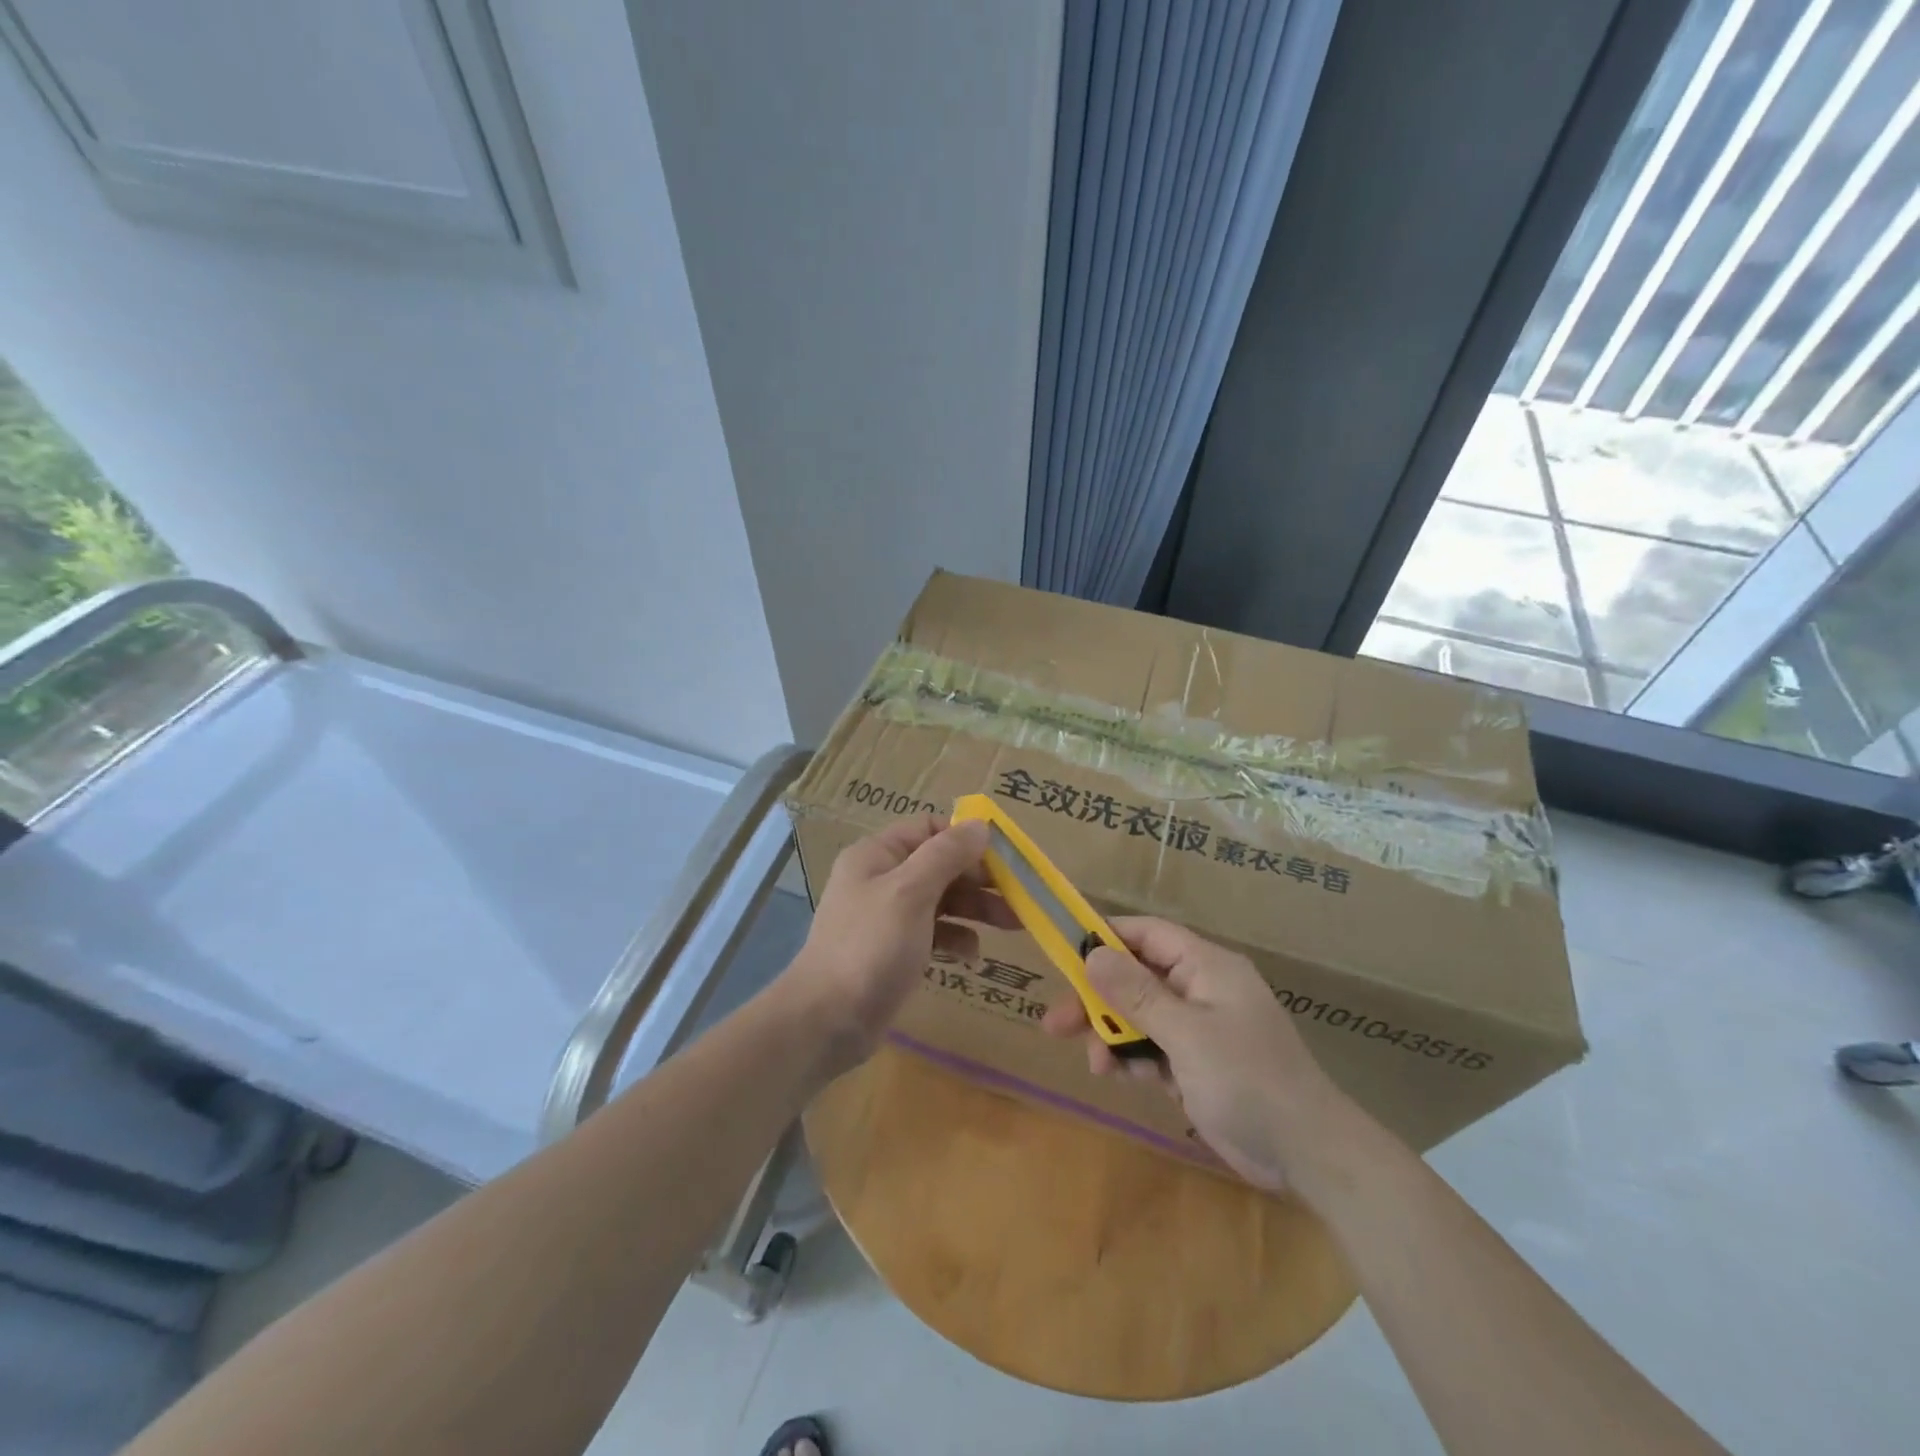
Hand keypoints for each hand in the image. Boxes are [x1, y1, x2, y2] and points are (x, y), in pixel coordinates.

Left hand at [786, 816, 1016, 1070]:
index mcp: (877, 855)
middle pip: (940, 865)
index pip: (929, 828)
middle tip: (1019, 897)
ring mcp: (887, 916)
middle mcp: (881, 878)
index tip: (1004, 859)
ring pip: (941, 899)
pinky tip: (972, 956)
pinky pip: (934, 932)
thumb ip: (946, 855)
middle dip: (980, 879)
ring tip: (1013, 925)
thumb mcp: (911, 893)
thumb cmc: (870, 947)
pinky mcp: (895, 950)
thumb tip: (980, 825)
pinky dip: (956, 938)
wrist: (827, 1020)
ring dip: (975, 909)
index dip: (966, 839)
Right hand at [1042, 916, 1359, 1191]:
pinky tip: (1121, 1078)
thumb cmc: (1247, 1080)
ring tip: (1097, 1066)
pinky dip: (1134, 1059)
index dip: (1105, 938)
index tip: (1064, 954)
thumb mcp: (1187, 1034)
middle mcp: (1201, 989)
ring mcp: (1199, 1027)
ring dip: (1113, 1036)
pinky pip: (1153, 1047)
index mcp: (1206, 966)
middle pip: (1136, 978)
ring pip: (1140, 1015)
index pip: (1147, 934)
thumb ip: (1137, 994)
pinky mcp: (1197, 1062)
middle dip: (1097, 999)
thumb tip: (1092, 955)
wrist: (1308, 1154)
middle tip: (1055, 1023)